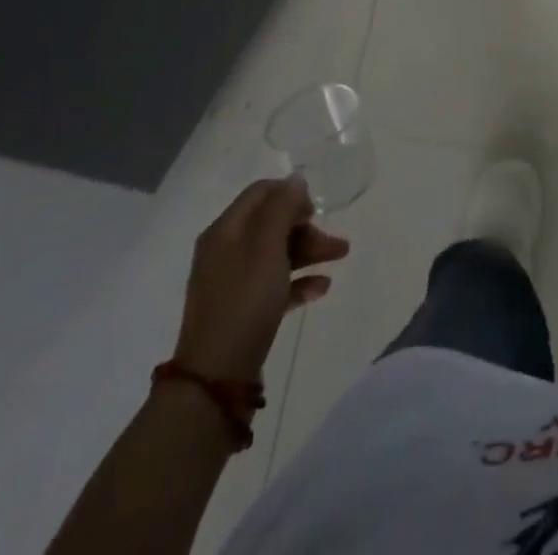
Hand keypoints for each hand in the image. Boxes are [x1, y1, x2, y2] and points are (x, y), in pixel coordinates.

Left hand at [171, 177, 349, 383]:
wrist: (216, 378)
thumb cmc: (244, 302)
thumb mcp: (266, 247)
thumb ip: (282, 208)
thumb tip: (294, 179)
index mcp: (225, 231)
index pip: (260, 193)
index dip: (290, 194)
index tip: (315, 210)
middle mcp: (226, 251)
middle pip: (272, 224)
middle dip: (306, 227)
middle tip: (334, 242)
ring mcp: (233, 283)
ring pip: (277, 253)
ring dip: (309, 251)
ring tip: (341, 258)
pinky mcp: (243, 310)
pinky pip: (276, 284)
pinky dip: (299, 281)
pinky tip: (321, 288)